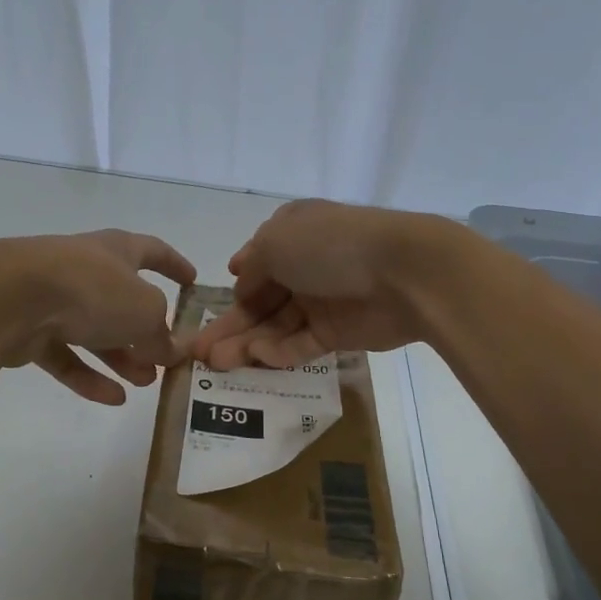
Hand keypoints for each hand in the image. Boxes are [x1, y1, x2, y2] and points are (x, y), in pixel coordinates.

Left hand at [0, 230, 196, 404]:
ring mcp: (55, 298)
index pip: (153, 252)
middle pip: (122, 300)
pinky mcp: (31, 329)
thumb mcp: (145, 312)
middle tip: (165, 359)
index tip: (192, 282)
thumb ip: (162, 334)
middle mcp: (86, 269)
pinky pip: (67, 354)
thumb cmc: (92, 289)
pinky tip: (113, 399)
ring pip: (95, 330)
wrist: (13, 297)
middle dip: (146, 331)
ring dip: (122, 357)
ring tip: (145, 383)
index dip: (175, 266)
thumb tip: (172, 350)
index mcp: (117, 250)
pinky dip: (89, 375)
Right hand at [191, 200, 455, 370]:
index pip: (254, 264)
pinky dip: (279, 352)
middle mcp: (304, 267)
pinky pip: (301, 344)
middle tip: (197, 353)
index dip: (232, 289)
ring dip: (246, 344)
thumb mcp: (275, 242)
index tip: (207, 311)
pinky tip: (257, 359)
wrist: (403, 272)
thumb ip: (252, 266)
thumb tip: (240, 280)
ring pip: (276, 326)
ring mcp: (322, 301)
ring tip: (216, 364)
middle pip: (260, 301)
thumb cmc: (329, 246)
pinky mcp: (339, 332)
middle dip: (230, 325)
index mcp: (291, 234)